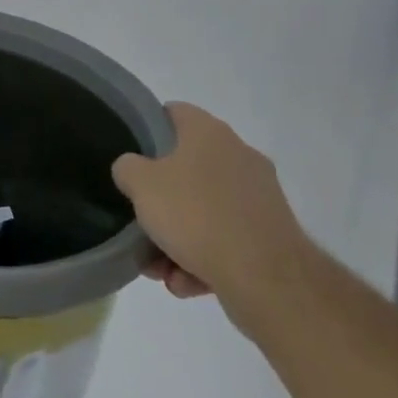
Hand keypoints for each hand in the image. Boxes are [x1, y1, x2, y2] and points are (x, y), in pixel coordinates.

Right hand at [113, 102, 314, 316]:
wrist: (268, 279)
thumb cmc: (196, 215)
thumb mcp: (141, 184)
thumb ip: (127, 167)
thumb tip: (133, 170)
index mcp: (208, 132)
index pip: (171, 114)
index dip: (147, 130)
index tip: (130, 158)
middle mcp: (238, 155)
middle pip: (185, 170)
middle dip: (160, 203)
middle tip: (140, 224)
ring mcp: (258, 196)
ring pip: (204, 211)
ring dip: (178, 239)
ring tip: (161, 270)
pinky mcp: (270, 235)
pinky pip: (225, 240)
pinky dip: (204, 260)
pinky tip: (186, 283)